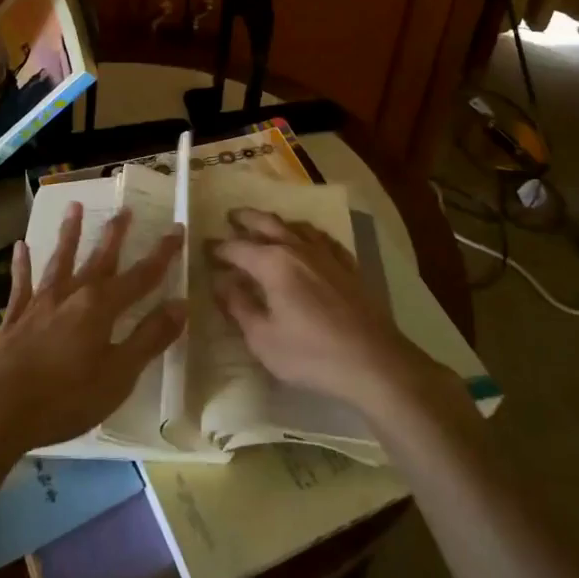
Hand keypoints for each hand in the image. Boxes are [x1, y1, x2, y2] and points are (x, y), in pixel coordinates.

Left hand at [0, 204, 186, 456]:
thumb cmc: (66, 398)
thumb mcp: (119, 375)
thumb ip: (149, 338)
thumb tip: (180, 304)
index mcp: (101, 307)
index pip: (141, 275)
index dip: (162, 253)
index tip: (177, 229)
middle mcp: (72, 294)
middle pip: (100, 258)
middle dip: (115, 234)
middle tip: (125, 208)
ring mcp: (40, 303)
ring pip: (60, 260)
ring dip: (69, 233)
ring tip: (74, 206)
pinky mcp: (15, 317)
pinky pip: (21, 283)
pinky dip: (22, 264)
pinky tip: (21, 246)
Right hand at [209, 207, 433, 412]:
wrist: (373, 361)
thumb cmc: (311, 355)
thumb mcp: (262, 338)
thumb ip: (239, 306)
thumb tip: (221, 281)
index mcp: (272, 263)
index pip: (237, 248)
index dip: (218, 248)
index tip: (205, 249)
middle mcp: (297, 248)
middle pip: (266, 223)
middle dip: (245, 219)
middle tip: (231, 217)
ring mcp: (326, 254)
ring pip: (295, 225)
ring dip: (275, 221)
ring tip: (264, 223)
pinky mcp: (347, 265)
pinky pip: (321, 237)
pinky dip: (306, 232)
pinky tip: (306, 239)